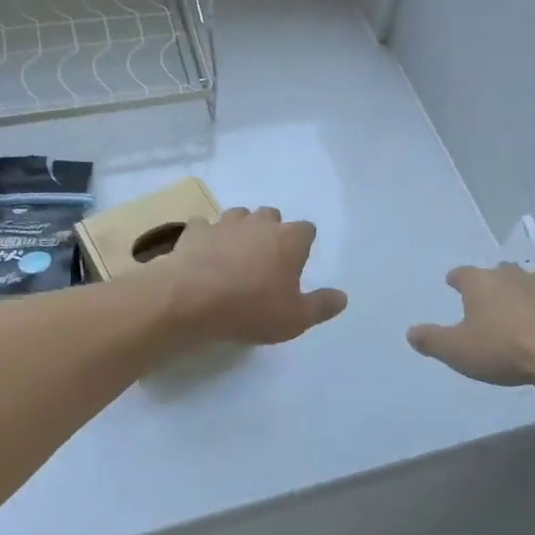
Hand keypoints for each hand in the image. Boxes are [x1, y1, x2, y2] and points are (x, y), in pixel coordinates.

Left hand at [155, 207, 348, 346]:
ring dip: (239, 230)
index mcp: (289, 240)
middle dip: (271, 231)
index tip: (297, 262)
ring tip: (233, 255)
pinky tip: (202, 254)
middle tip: (265, 259)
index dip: (303, 244)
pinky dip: (205, 237)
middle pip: (271, 216)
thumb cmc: (251, 309)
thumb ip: (321, 306)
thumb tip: (342, 297)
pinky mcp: (195, 230)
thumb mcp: (295, 319)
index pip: (306, 229)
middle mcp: (259, 223)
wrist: (192, 299)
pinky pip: (204, 226)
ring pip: (238, 215)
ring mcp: (225, 223)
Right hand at [407, 263, 534, 386]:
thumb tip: (411, 333)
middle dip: (493, 281)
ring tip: (523, 303)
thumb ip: (432, 341)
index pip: (462, 274)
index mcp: (481, 284)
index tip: (452, 283)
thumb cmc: (502, 349)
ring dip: (526, 289)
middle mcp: (513, 277)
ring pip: (533, 280)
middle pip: (499, 271)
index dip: (456, 279)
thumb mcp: (456, 350)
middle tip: (488, 295)